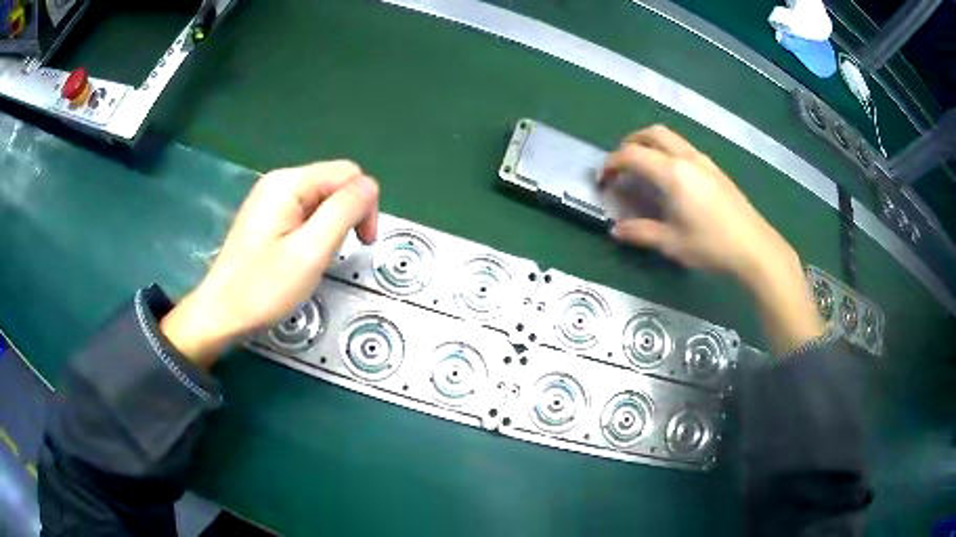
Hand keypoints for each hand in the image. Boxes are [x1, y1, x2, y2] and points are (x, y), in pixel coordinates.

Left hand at [161, 161, 379, 365]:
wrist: (220, 313)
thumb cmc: (263, 288)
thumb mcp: (310, 251)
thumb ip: (344, 211)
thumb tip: (370, 186)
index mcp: (289, 183)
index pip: (349, 174)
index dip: (364, 205)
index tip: (362, 244)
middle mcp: (279, 181)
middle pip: (335, 182)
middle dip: (348, 213)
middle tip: (338, 253)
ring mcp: (270, 197)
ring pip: (321, 198)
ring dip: (332, 224)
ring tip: (318, 256)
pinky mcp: (266, 215)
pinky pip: (305, 210)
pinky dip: (315, 229)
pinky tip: (303, 253)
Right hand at [601, 125, 791, 277]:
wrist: (755, 248)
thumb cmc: (711, 246)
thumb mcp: (671, 243)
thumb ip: (640, 233)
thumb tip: (616, 230)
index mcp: (672, 173)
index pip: (632, 155)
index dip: (611, 163)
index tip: (603, 180)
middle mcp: (686, 158)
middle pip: (652, 133)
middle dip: (630, 143)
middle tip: (622, 164)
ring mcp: (704, 161)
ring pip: (671, 138)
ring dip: (650, 145)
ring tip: (644, 169)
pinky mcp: (716, 169)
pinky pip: (684, 148)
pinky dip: (668, 152)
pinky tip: (671, 179)